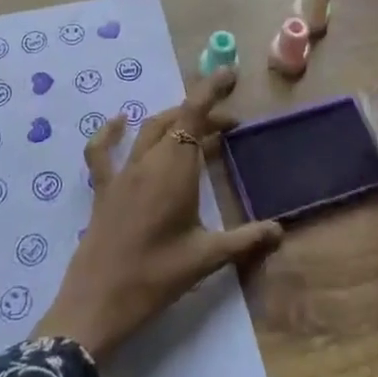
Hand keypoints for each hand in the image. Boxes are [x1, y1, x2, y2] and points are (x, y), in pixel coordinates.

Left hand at [34, 68, 282, 364]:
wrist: (98, 302)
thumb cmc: (156, 277)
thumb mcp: (205, 258)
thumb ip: (244, 240)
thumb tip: (280, 231)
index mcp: (176, 169)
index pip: (194, 114)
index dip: (211, 90)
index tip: (229, 74)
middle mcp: (148, 160)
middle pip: (177, 120)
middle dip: (203, 114)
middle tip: (229, 126)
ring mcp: (122, 172)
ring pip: (149, 130)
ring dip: (173, 120)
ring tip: (195, 128)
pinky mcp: (103, 188)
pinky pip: (103, 151)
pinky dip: (111, 132)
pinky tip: (119, 122)